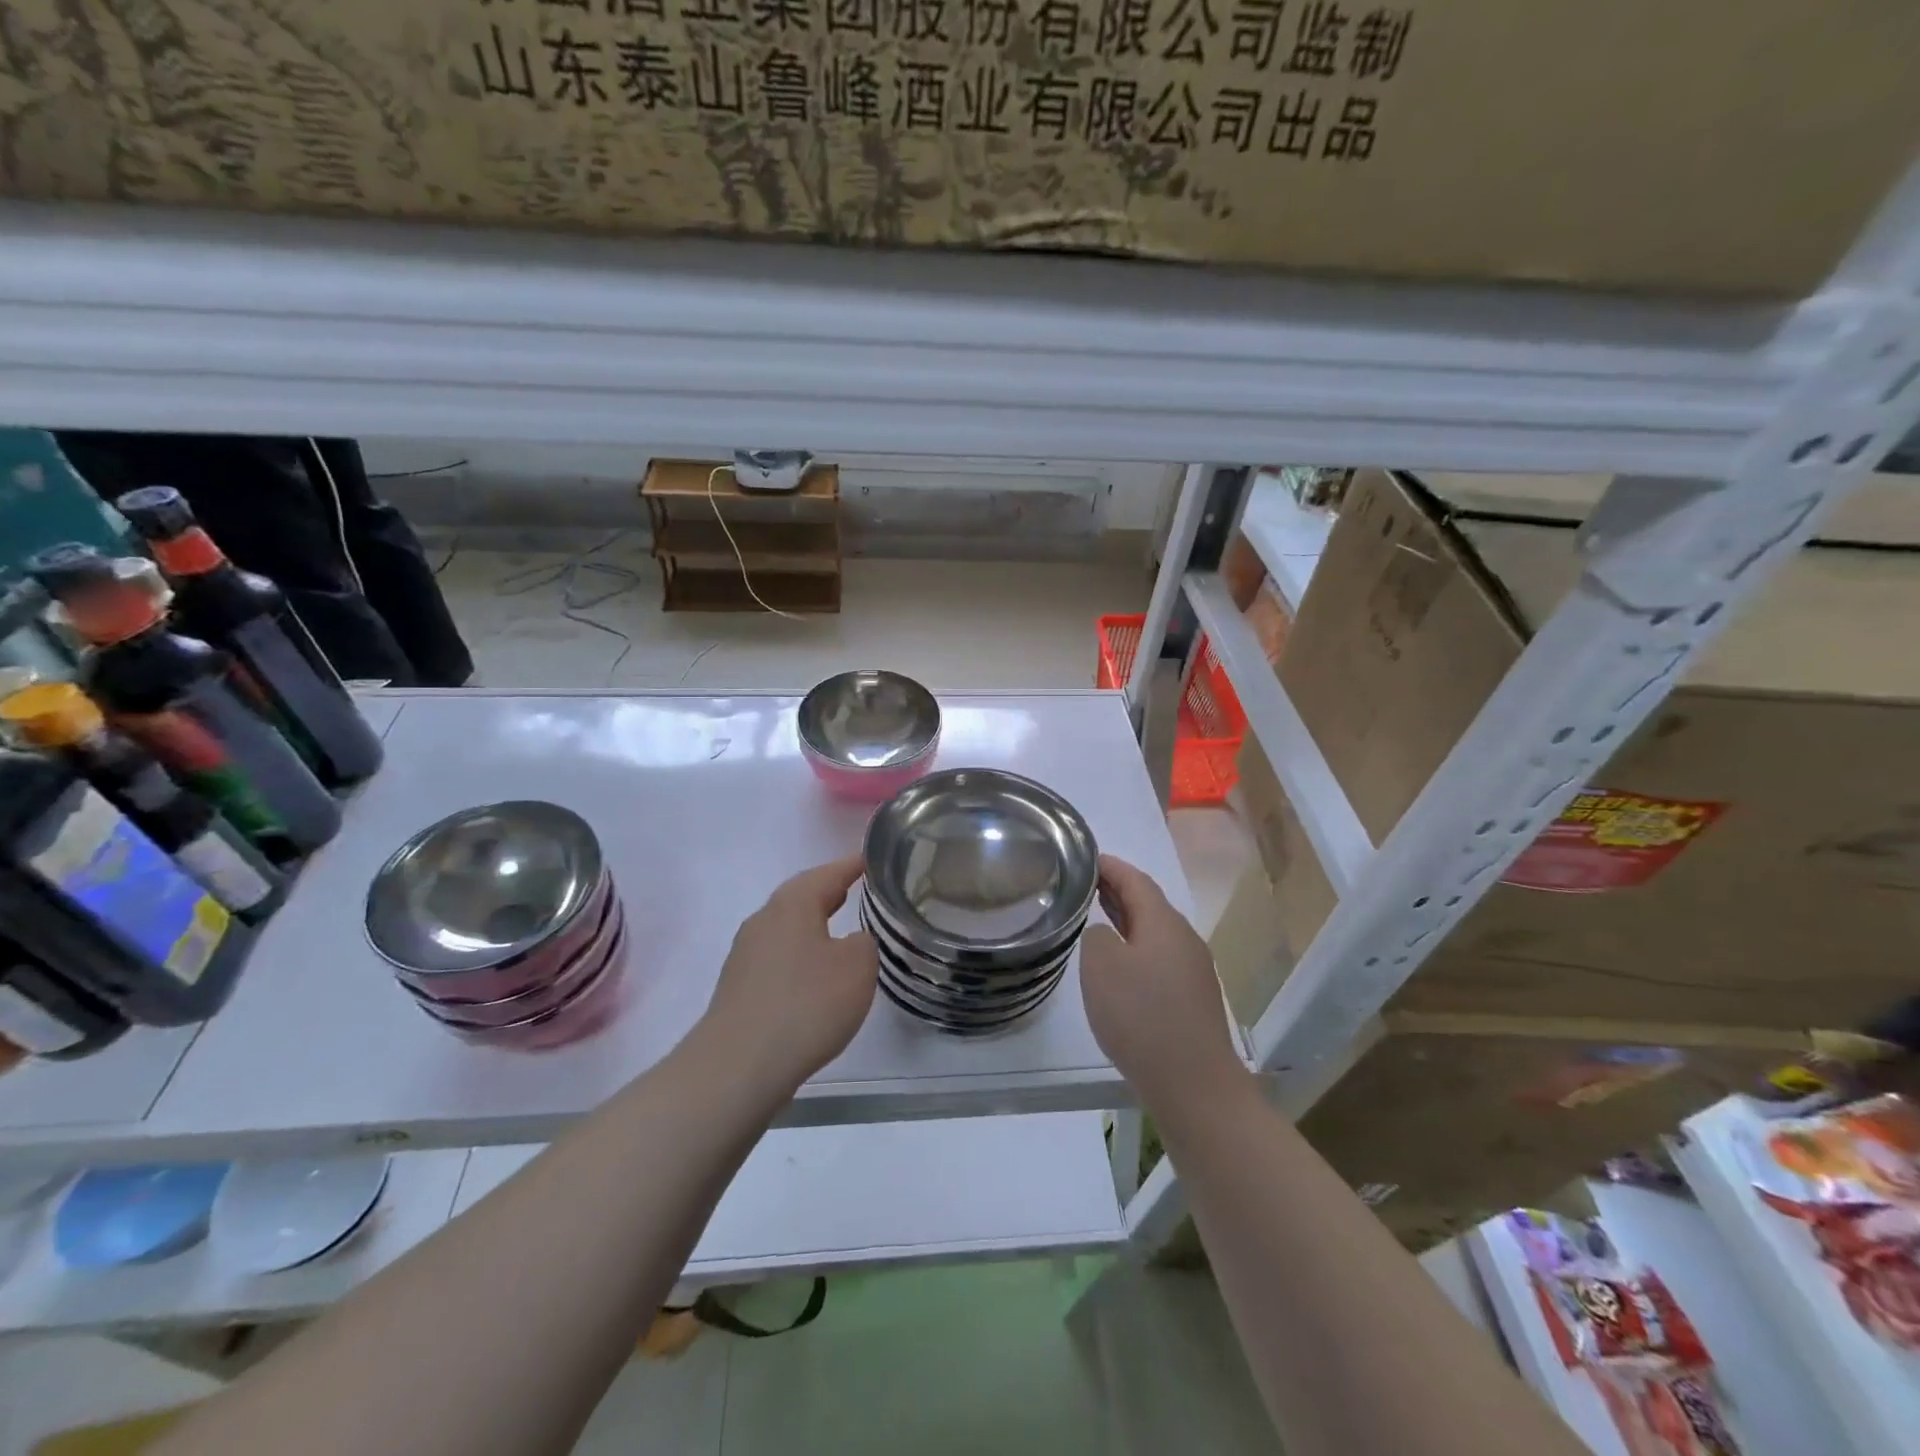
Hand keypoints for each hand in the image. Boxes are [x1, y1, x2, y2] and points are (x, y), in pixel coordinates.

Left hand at [703, 855, 877, 1092]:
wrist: (739, 1065)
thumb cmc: (806, 1004)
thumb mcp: (857, 967)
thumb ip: (864, 943)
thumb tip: (851, 941)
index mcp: (793, 904)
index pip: (828, 874)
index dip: (851, 866)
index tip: (870, 860)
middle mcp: (764, 920)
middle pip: (801, 897)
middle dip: (828, 893)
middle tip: (856, 889)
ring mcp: (746, 954)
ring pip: (787, 928)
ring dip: (813, 927)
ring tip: (840, 933)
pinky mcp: (738, 987)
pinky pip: (778, 958)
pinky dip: (800, 957)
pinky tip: (814, 978)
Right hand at [1081, 855, 1247, 1117]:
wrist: (1194, 1083)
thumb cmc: (1141, 1015)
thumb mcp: (1101, 966)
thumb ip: (1097, 936)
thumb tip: (1107, 934)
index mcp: (1164, 923)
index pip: (1136, 880)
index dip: (1111, 866)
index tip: (1087, 858)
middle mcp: (1184, 938)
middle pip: (1149, 904)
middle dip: (1119, 891)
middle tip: (1086, 884)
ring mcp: (1194, 970)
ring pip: (1155, 932)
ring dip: (1127, 921)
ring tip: (1098, 918)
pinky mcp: (1194, 999)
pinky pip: (1160, 958)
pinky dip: (1137, 948)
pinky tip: (1121, 966)